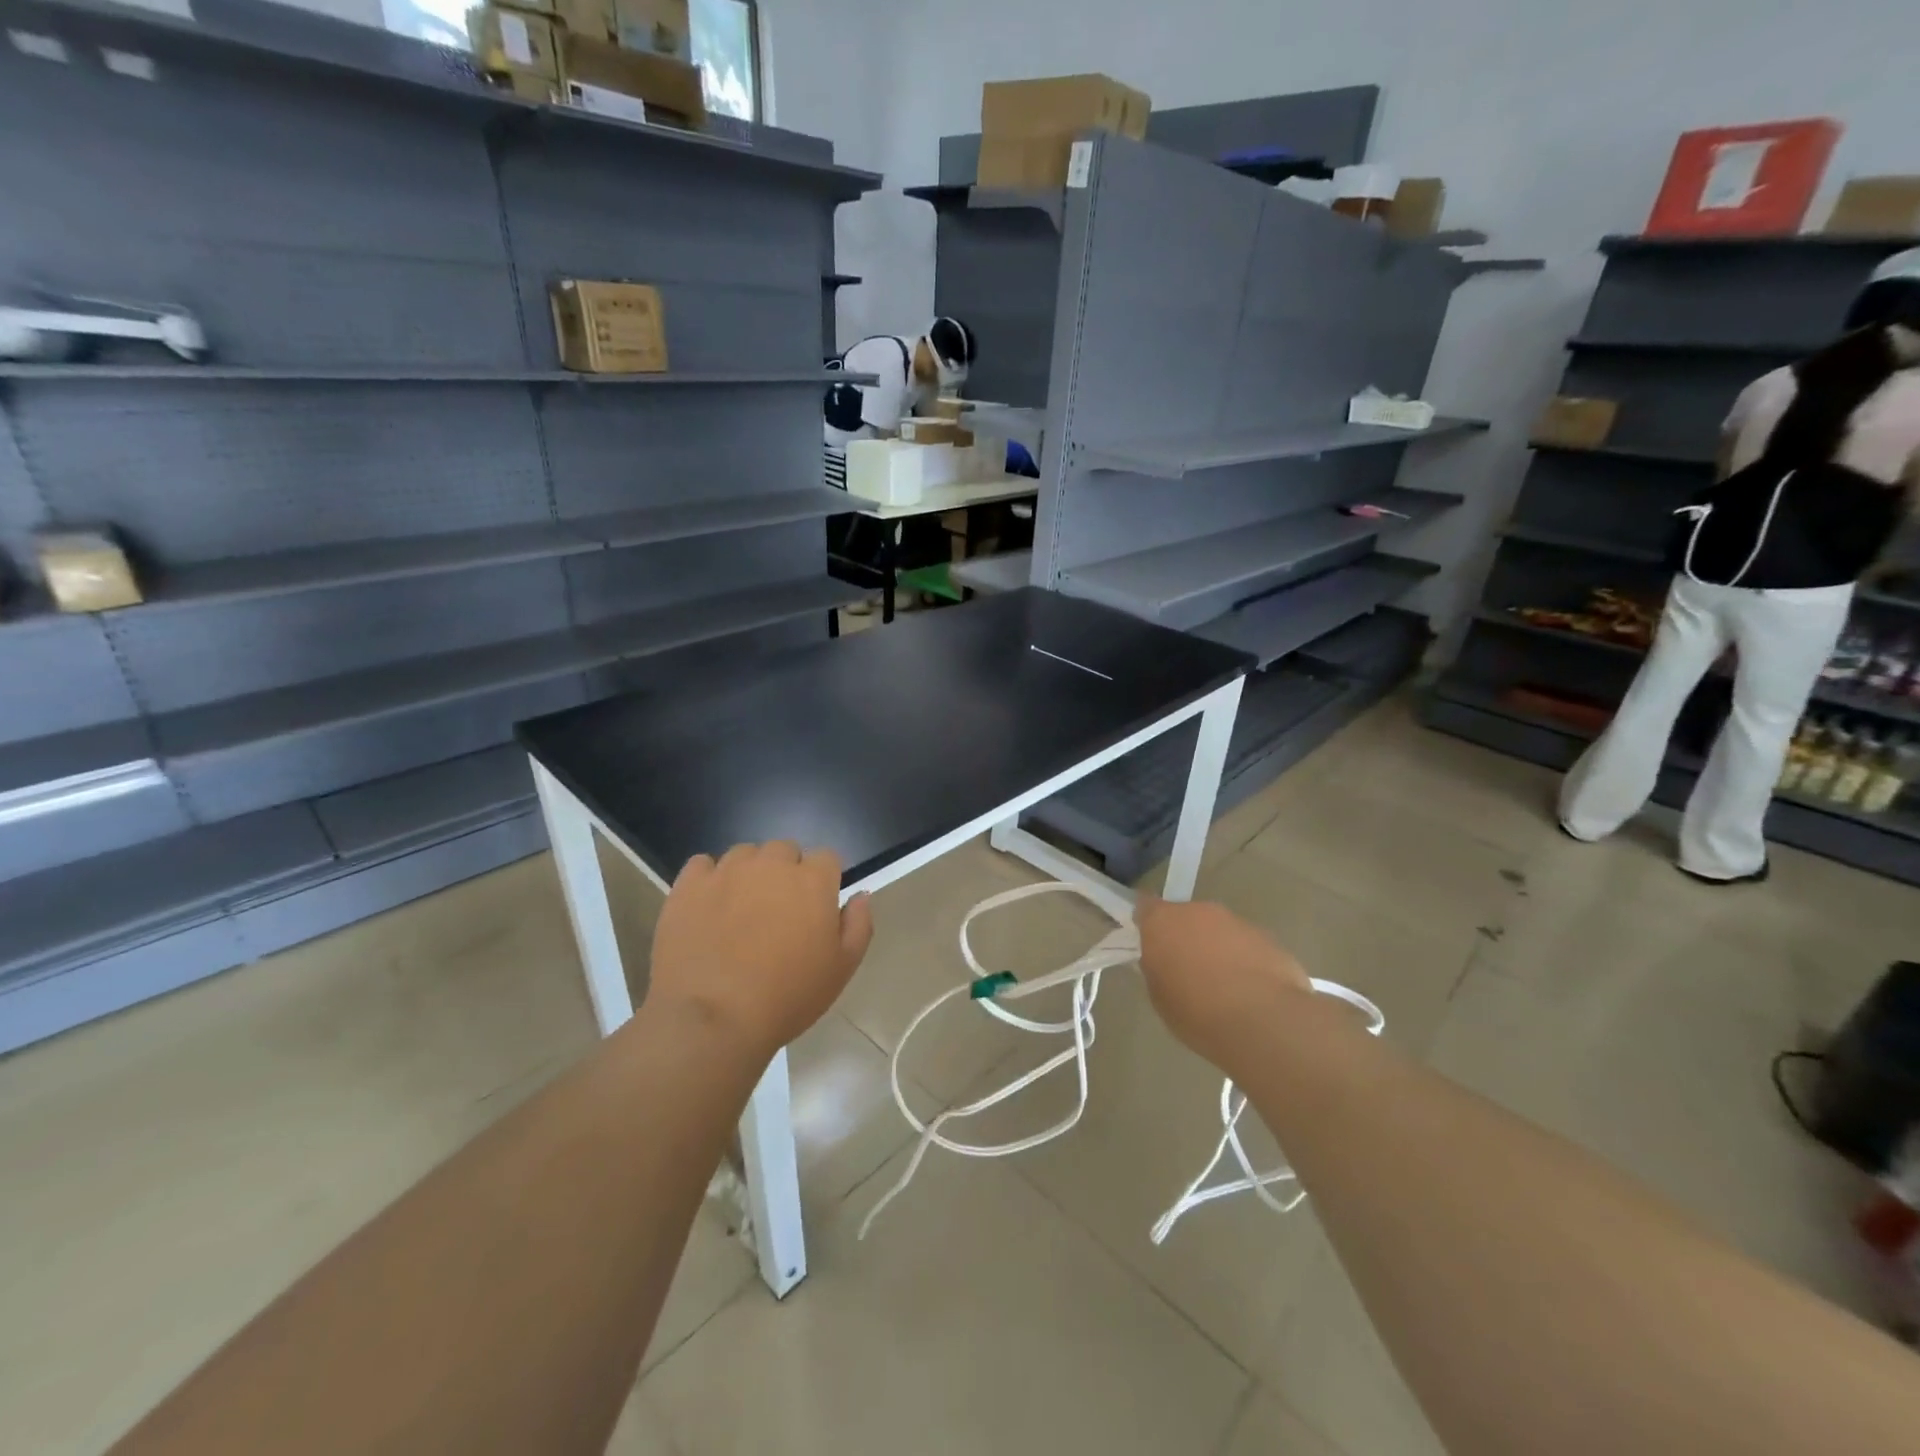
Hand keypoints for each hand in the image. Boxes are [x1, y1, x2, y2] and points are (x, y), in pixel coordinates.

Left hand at [647, 842, 873, 1062]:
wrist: (712, 1019)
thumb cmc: (787, 997)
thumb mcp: (842, 969)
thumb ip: (858, 924)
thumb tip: (860, 895)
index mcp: (812, 881)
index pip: (827, 858)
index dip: (823, 881)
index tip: (815, 909)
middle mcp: (771, 864)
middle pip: (784, 850)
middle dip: (786, 873)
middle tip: (778, 912)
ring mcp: (726, 871)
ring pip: (744, 855)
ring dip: (748, 873)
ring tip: (740, 910)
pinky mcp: (689, 886)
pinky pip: (702, 865)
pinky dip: (708, 880)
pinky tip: (708, 908)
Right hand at [1135, 895, 1311, 1074]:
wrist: (1264, 1021)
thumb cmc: (1197, 1012)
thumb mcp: (1160, 997)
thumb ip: (1157, 970)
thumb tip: (1164, 962)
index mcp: (1163, 922)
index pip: (1145, 906)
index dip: (1146, 922)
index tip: (1148, 941)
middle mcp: (1198, 911)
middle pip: (1185, 917)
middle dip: (1185, 937)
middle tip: (1187, 970)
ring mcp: (1236, 921)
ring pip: (1218, 930)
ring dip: (1216, 949)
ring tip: (1223, 987)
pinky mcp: (1267, 938)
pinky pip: (1246, 945)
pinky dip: (1244, 961)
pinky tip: (1250, 992)